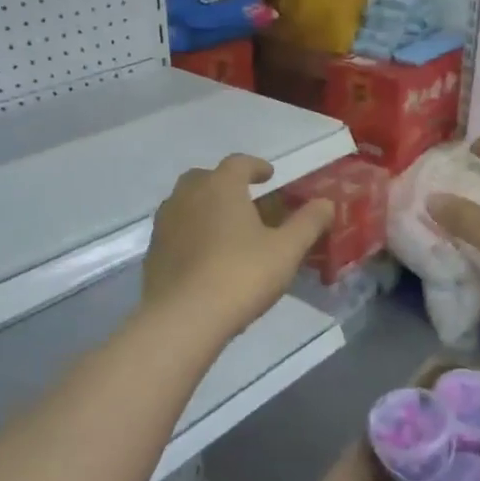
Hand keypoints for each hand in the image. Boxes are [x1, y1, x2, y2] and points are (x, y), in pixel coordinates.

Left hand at [143, 155, 333, 339]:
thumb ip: (308, 223)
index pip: (239, 163)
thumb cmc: (241, 275)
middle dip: (226, 184)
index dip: (256, 166)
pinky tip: (205, 256)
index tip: (269, 176)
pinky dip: (191, 233)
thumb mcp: (286, 250)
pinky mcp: (153, 252)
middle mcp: (187, 195)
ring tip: (226, 228)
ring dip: (205, 207)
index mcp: (220, 186)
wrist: (185, 317)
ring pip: (186, 203)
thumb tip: (326, 203)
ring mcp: (165, 223)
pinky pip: (176, 231)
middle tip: (246, 201)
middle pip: (206, 178)